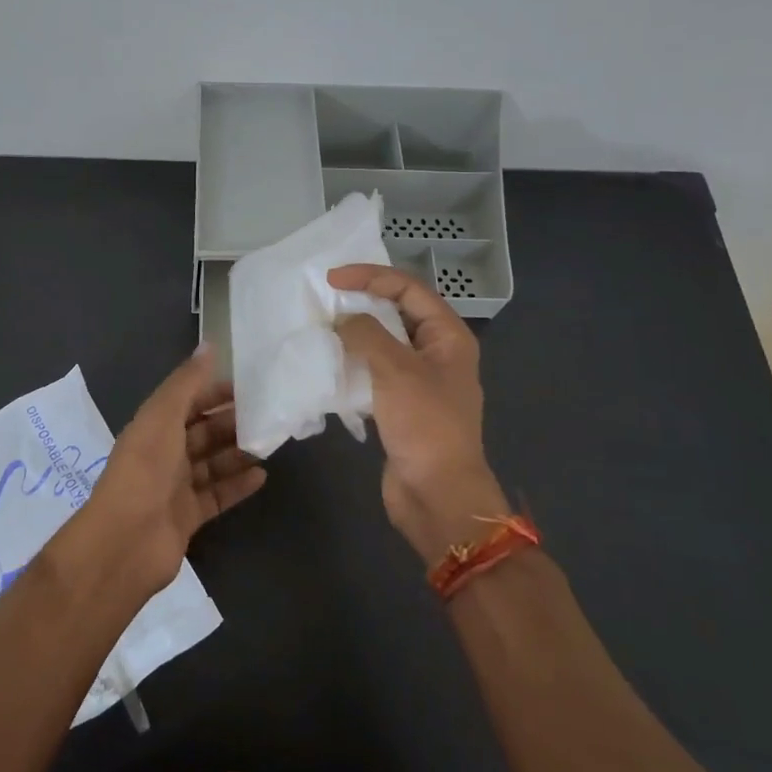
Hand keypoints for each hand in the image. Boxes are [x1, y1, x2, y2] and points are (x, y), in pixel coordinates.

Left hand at [75, 345, 265, 596]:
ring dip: (237, 452)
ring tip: (269, 443)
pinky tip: (262, 476)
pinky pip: (217, 495)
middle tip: (266, 416)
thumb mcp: (163, 416)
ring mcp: (175, 487)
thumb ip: (187, 382)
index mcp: (153, 426)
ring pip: (211, 463)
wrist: (126, 540)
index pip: (186, 401)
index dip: (213, 392)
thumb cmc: (145, 469)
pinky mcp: (188, 517)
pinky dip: (237, 485)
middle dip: (230, 422)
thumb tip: (208, 345)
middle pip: (201, 432)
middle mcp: (163, 454)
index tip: (247, 386)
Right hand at [327, 264, 509, 561]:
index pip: (409, 289)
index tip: (332, 279)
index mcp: (449, 336)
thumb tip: (342, 322)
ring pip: (385, 343)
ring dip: (356, 333)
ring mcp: (420, 381)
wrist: (437, 494)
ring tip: (322, 327)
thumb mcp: (395, 369)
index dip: (371, 276)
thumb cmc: (424, 425)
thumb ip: (366, 334)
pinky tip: (329, 364)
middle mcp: (437, 353)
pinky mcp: (402, 406)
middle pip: (398, 312)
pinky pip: (375, 372)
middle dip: (363, 301)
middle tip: (325, 298)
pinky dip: (354, 363)